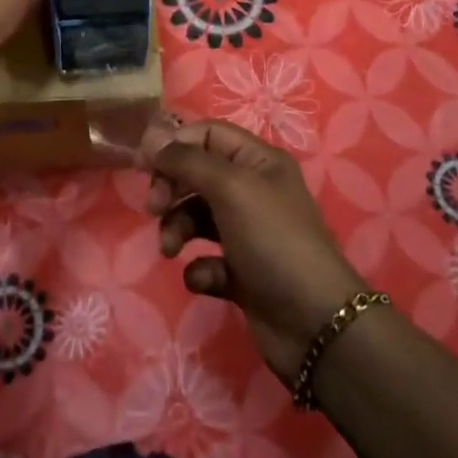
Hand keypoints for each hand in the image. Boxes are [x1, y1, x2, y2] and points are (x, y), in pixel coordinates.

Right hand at [143, 120, 367, 387]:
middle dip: (172, 188)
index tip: (144, 165)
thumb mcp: (230, 188)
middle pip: (198, 174)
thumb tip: (151, 138)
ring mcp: (248, 234)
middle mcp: (254, 191)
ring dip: (178, 229)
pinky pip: (207, 260)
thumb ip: (188, 160)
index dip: (176, 144)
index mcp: (259, 162)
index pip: (209, 134)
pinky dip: (200, 268)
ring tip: (171, 250)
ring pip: (197, 217)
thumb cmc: (273, 240)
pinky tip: (206, 279)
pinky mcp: (242, 274)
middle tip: (154, 208)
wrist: (314, 323)